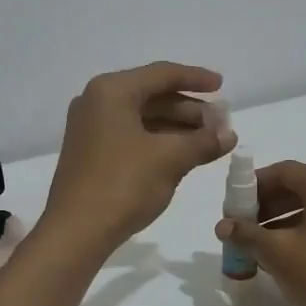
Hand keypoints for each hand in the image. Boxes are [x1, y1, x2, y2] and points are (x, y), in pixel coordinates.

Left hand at [42, 62, 235, 254]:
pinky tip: (184, 155)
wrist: (76, 232)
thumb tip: (229, 134)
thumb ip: (203, 141)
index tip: (222, 86)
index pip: (162, 74)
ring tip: (209, 141)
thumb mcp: (170, 159)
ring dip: (177, 127)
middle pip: (152, 95)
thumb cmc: (123, 184)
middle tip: (221, 123)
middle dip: (189, 109)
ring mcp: (91, 129)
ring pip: (143, 118)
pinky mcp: (91, 153)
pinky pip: (132, 136)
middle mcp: (97, 102)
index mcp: (112, 91)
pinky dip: (159, 142)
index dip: (196, 79)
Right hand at [216, 161, 305, 305]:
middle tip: (243, 228)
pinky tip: (289, 254)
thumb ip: (247, 234)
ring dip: (286, 220)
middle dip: (268, 206)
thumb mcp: (278, 253)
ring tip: (261, 245)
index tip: (232, 208)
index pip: (282, 172)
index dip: (252, 187)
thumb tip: (223, 226)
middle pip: (301, 186)